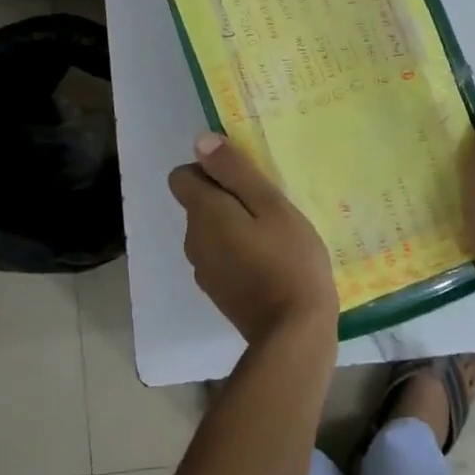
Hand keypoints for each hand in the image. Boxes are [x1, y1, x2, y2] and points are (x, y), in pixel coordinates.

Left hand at [169, 134, 337, 345]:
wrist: (293, 332)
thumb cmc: (289, 259)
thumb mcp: (271, 205)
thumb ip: (234, 171)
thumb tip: (200, 142)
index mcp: (203, 214)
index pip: (181, 177)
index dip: (209, 170)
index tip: (244, 178)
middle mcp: (193, 240)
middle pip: (198, 204)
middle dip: (226, 197)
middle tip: (269, 206)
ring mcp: (203, 270)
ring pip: (210, 231)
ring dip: (233, 226)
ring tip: (273, 234)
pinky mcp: (217, 292)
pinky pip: (221, 256)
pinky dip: (238, 252)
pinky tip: (270, 261)